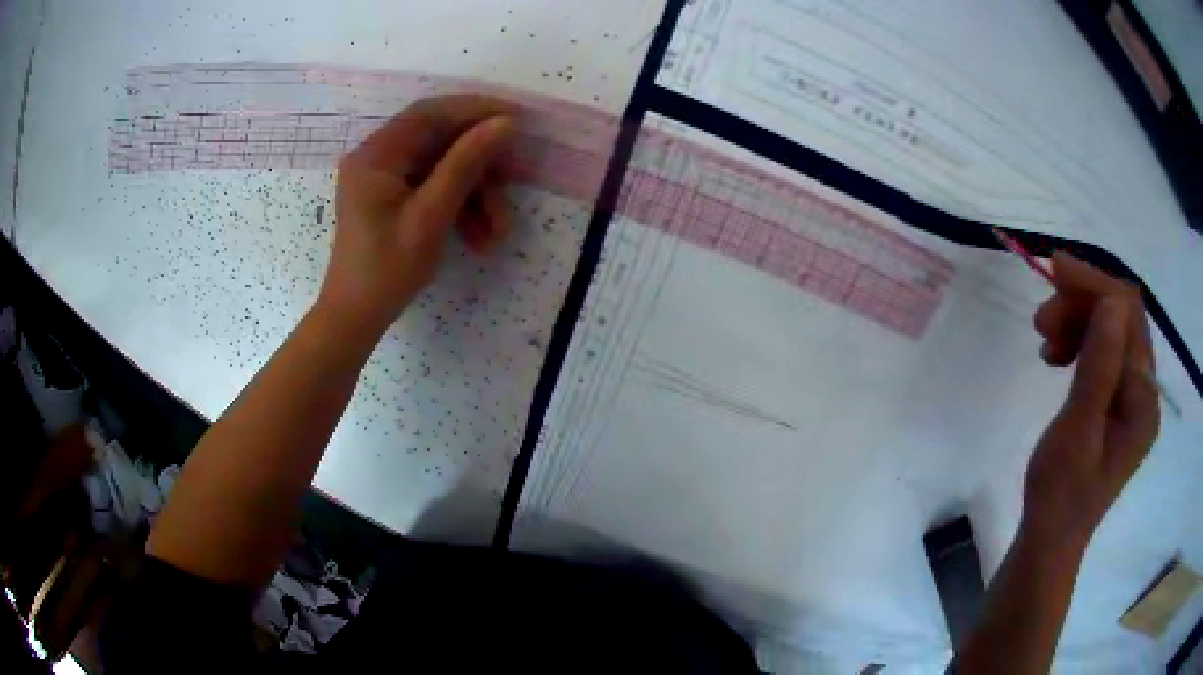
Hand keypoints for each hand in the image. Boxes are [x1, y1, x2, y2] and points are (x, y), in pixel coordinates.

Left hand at [317, 95, 517, 335]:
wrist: (356, 318)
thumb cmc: (386, 270)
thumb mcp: (431, 216)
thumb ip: (466, 164)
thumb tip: (505, 123)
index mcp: (376, 155)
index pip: (430, 114)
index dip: (475, 110)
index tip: (517, 119)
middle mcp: (378, 157)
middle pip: (440, 141)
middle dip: (481, 165)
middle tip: (515, 181)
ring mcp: (386, 178)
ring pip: (443, 168)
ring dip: (476, 194)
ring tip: (498, 231)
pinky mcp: (394, 197)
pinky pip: (435, 188)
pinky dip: (460, 207)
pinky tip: (480, 237)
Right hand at [1023, 253, 1159, 552]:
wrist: (1048, 541)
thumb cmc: (1060, 495)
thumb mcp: (1078, 431)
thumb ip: (1100, 367)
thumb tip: (1111, 302)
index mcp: (1144, 400)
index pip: (1130, 318)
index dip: (1095, 287)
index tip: (1054, 271)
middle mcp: (1144, 392)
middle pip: (1122, 321)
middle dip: (1083, 305)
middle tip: (1041, 317)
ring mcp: (1131, 398)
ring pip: (1111, 333)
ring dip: (1078, 323)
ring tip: (1044, 339)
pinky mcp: (1115, 404)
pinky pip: (1103, 355)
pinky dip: (1079, 343)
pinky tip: (1056, 355)